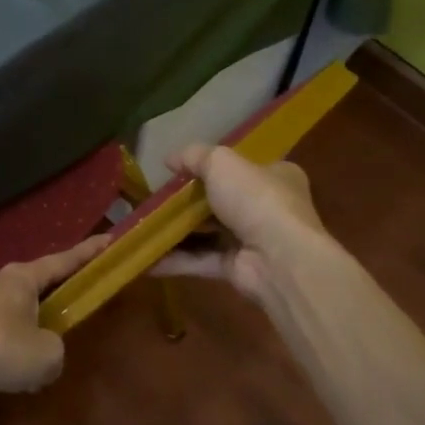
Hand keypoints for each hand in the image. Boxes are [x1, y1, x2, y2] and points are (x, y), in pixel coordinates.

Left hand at [0, 235, 108, 401]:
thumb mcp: (47, 355)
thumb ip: (55, 351)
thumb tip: (43, 354)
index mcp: (21, 278)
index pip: (62, 261)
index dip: (87, 253)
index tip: (107, 239)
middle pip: (33, 285)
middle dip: (52, 297)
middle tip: (68, 308)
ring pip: (10, 314)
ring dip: (25, 332)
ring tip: (35, 360)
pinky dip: (3, 351)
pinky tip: (7, 377)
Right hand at [152, 144, 330, 301]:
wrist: (279, 258)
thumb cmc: (256, 199)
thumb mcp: (222, 163)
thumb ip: (195, 156)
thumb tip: (170, 158)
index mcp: (276, 176)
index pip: (244, 167)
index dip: (213, 166)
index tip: (181, 170)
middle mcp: (267, 208)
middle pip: (222, 201)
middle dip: (190, 202)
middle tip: (156, 199)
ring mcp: (252, 241)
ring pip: (208, 233)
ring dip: (178, 231)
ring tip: (144, 227)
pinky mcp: (237, 269)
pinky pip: (201, 260)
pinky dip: (175, 260)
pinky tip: (146, 257)